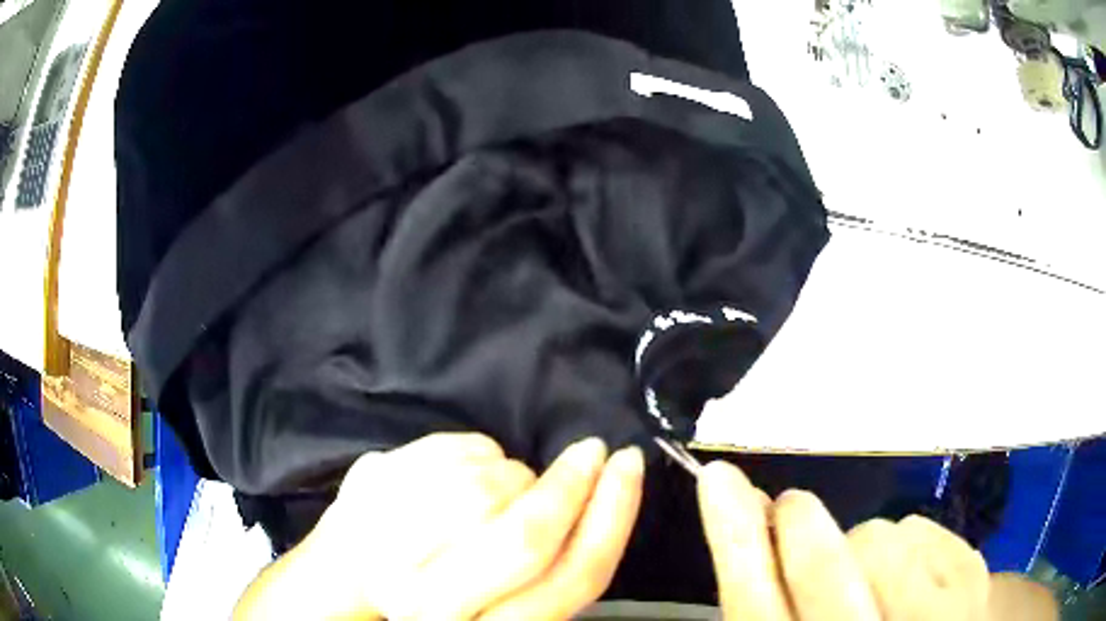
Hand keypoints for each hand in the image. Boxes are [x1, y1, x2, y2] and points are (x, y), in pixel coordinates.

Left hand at [236, 432, 643, 619]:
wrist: (332, 589)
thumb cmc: (423, 598)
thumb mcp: (493, 604)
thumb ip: (542, 574)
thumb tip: (589, 503)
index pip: (571, 582)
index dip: (611, 519)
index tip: (630, 467)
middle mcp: (430, 603)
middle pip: (527, 537)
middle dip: (571, 487)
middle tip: (592, 451)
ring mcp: (386, 543)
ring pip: (490, 488)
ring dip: (517, 475)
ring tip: (507, 482)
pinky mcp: (368, 490)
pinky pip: (448, 452)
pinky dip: (475, 453)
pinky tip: (466, 469)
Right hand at [697, 461, 1056, 620]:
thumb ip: (774, 599)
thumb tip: (754, 525)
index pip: (756, 605)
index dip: (735, 540)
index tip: (719, 479)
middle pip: (823, 567)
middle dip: (799, 524)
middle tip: (793, 507)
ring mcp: (936, 610)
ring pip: (880, 538)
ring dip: (865, 548)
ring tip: (872, 580)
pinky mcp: (973, 578)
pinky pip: (922, 528)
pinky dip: (908, 544)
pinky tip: (913, 578)